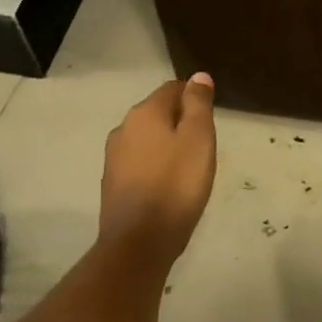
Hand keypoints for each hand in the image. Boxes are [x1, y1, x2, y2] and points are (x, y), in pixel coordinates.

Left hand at [99, 74, 217, 274]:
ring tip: (188, 169)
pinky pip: (139, 163)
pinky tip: (168, 187)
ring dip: (167, 146)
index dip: (194, 99)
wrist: (138, 244)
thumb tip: (198, 76)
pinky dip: (155, 167)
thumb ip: (198, 104)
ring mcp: (113, 158)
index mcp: (144, 113)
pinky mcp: (111, 185)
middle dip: (180, 123)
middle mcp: (123, 128)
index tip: (210, 122)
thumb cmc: (176, 184)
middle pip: (158, 113)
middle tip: (203, 147)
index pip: (173, 88)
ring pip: (148, 139)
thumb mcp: (198, 138)